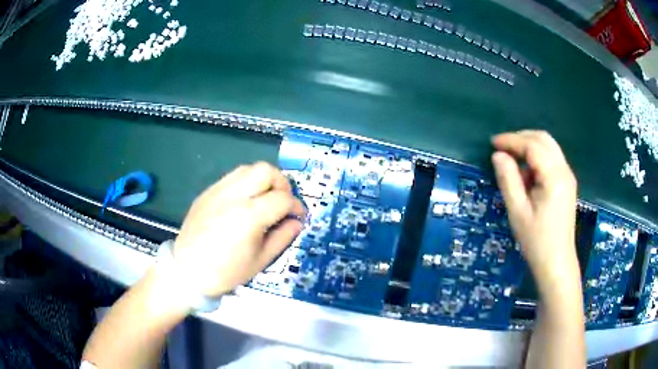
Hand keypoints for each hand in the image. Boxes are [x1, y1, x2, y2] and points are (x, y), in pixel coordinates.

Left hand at [172, 162, 305, 296]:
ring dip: (263, 180)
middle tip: (282, 201)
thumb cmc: (226, 272)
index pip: (282, 198)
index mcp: (249, 216)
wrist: (188, 271)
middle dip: (281, 183)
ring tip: (264, 199)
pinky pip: (232, 177)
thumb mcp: (261, 260)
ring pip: (248, 168)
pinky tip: (244, 202)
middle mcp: (233, 196)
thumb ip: (283, 237)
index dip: (296, 206)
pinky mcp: (207, 192)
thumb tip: (297, 222)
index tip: (298, 215)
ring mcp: (217, 191)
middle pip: (266, 171)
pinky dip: (245, 183)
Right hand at [491, 131, 578, 285]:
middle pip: (544, 139)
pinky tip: (527, 174)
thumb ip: (508, 180)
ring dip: (530, 146)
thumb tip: (498, 155)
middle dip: (521, 138)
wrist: (557, 263)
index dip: (511, 140)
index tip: (493, 143)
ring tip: (512, 160)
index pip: (532, 146)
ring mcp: (568, 176)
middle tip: (502, 147)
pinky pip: (552, 159)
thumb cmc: (536, 241)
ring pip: (549, 147)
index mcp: (554, 177)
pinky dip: (537, 158)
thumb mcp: (518, 212)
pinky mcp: (567, 183)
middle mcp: (564, 170)